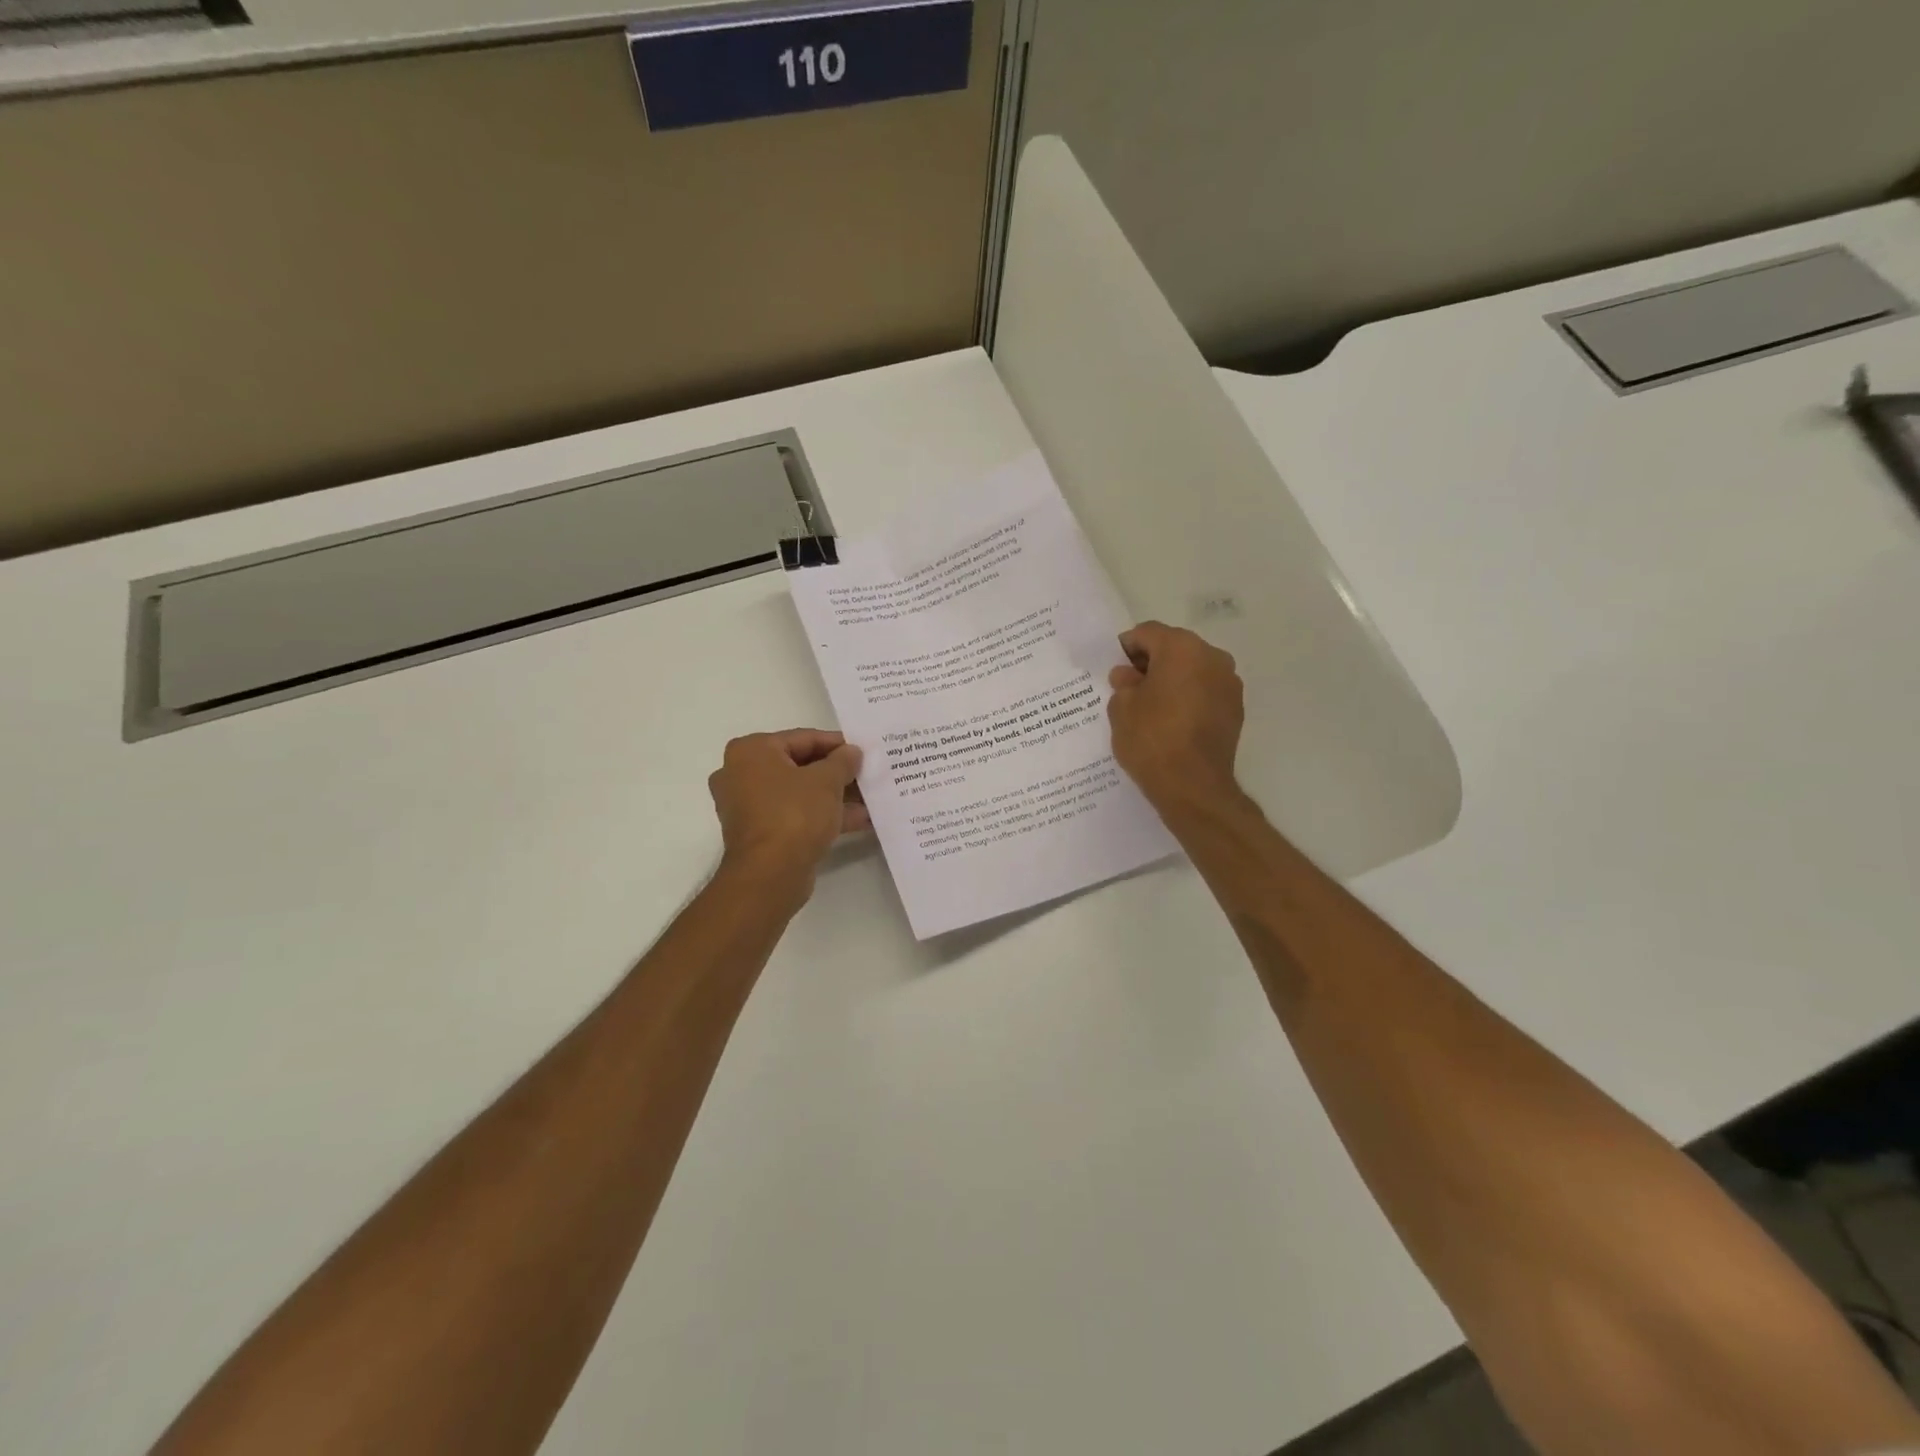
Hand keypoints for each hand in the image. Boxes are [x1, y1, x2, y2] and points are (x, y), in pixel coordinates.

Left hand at [709, 730, 870, 902]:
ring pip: (799, 793)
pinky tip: (858, 820)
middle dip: (835, 773)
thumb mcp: (827, 781)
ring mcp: (748, 806)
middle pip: (799, 766)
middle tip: (866, 774)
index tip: (863, 750)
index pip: (802, 738)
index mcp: (751, 751)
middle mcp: (742, 774)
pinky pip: (795, 815)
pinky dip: (822, 815)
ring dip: (833, 796)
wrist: (770, 875)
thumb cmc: (794, 814)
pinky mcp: (759, 833)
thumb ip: (843, 761)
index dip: (836, 744)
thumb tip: (852, 752)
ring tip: (869, 798)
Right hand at [1107, 621, 1245, 809]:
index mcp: (1181, 648)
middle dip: (1152, 662)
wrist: (1193, 787)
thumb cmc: (1151, 739)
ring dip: (1172, 679)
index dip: (1127, 647)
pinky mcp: (1235, 709)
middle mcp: (1212, 657)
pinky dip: (1188, 697)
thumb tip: (1129, 675)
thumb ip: (1124, 683)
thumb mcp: (1121, 708)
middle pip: (1174, 647)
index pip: (1148, 633)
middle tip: (1130, 687)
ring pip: (1193, 670)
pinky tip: (1172, 721)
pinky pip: (1205, 691)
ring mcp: (1229, 683)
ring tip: (1151, 707)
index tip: (1115, 669)